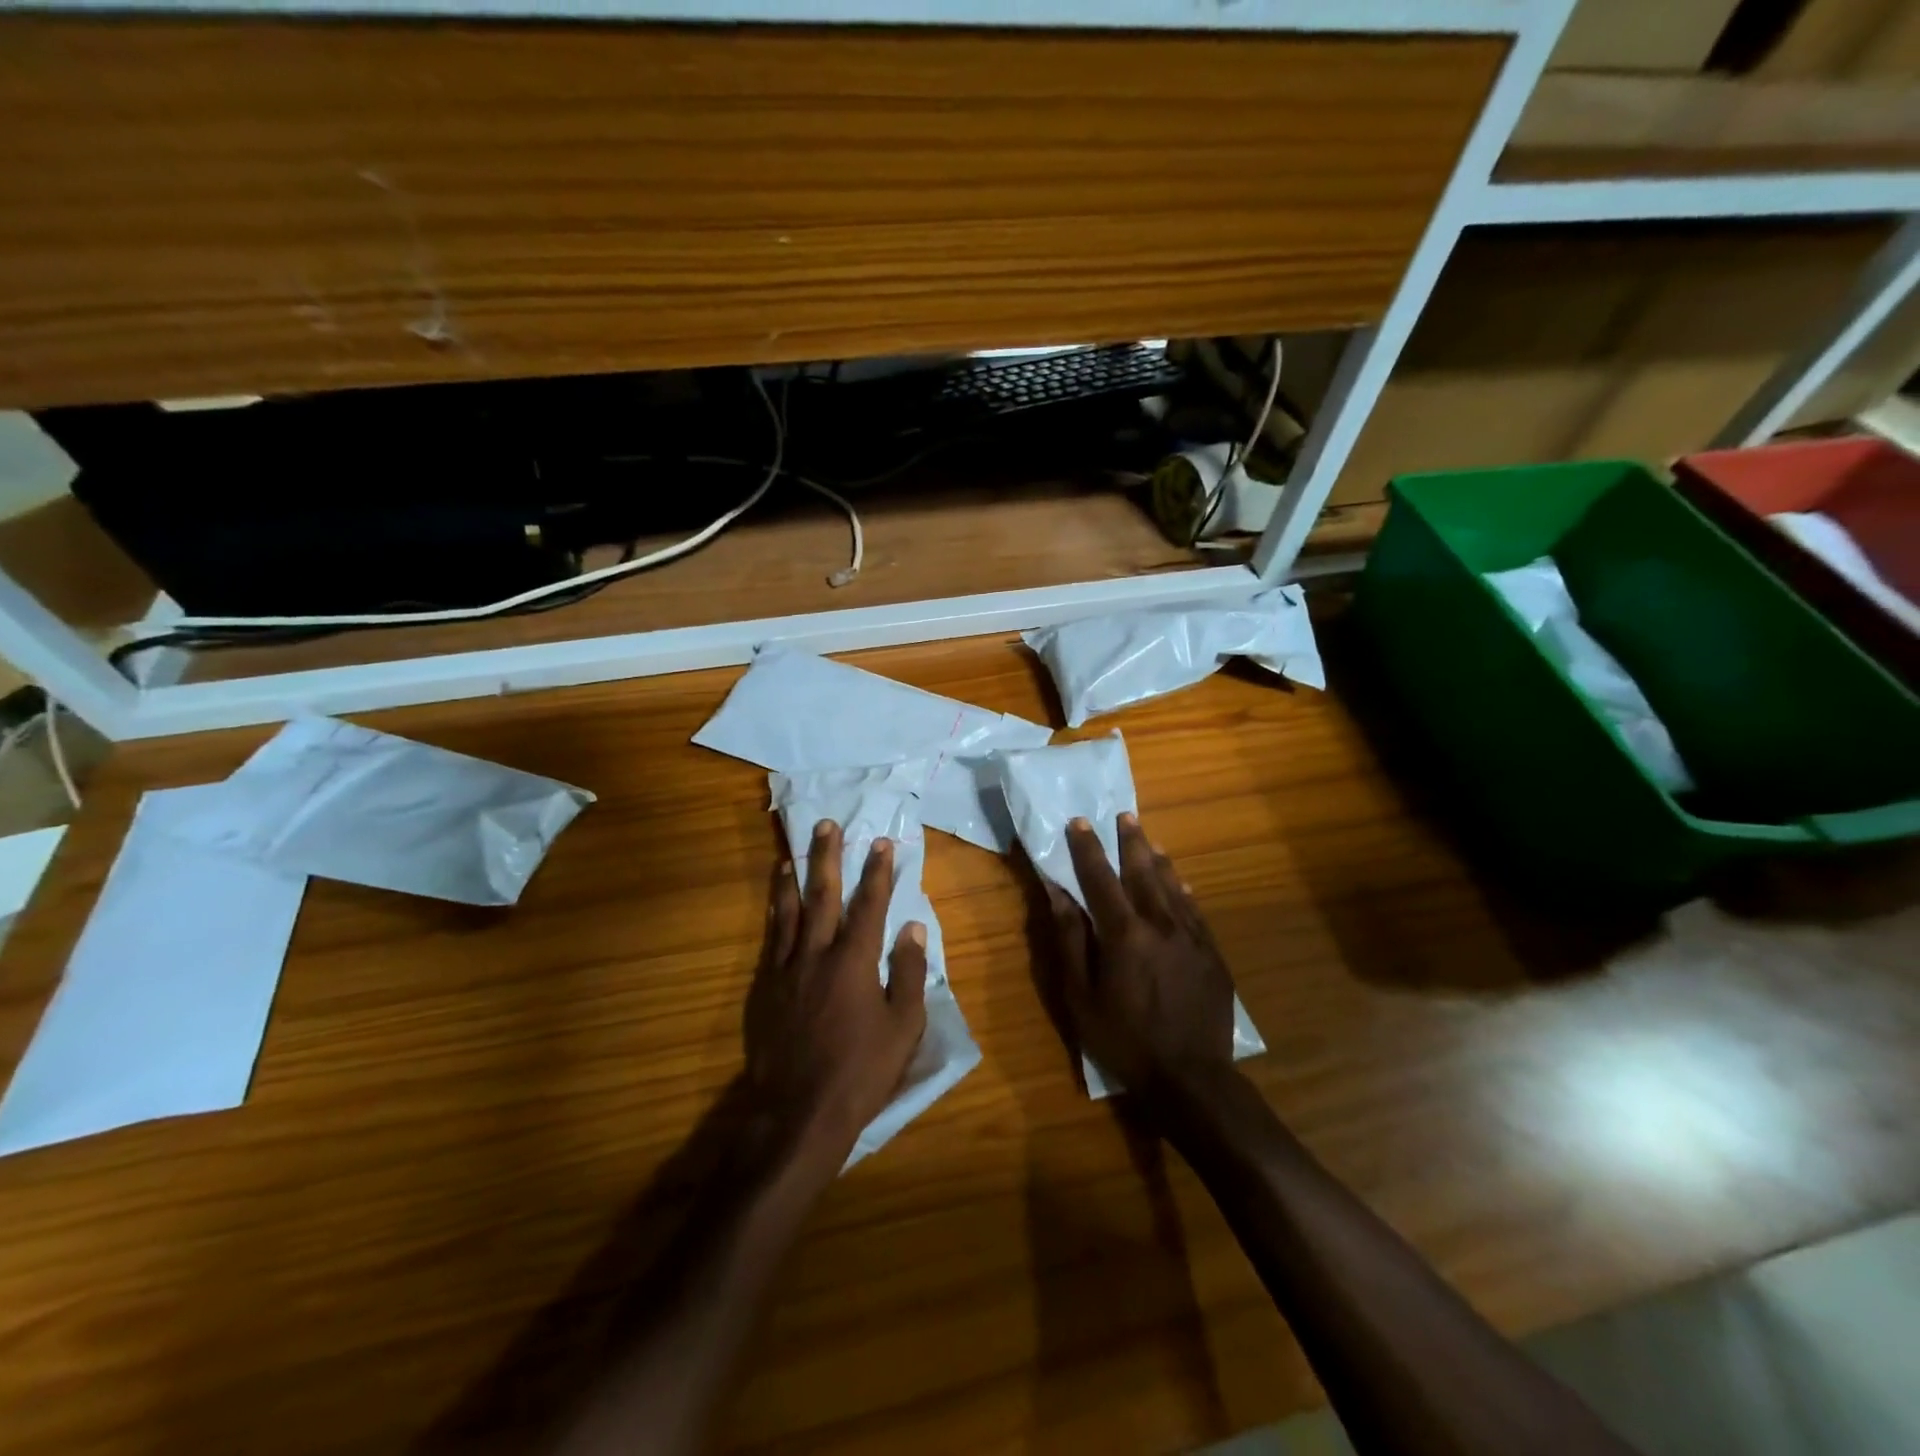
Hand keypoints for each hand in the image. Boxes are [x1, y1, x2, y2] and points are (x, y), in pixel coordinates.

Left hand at [743, 820, 928, 1168]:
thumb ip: (907, 973)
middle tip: (826, 825)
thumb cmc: (861, 1071)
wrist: (798, 1112)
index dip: (877, 872)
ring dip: (793, 878)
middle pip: (822, 895)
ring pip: (788, 912)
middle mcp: (816, 954)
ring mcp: (785, 970)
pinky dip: (774, 913)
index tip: (881, 842)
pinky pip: (770, 939)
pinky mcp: (765, 989)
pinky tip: (775, 904)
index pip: (869, 905)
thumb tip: (912, 928)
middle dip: (827, 857)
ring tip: (792, 853)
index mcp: (854, 961)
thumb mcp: (903, 1027)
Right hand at [1042, 813, 1238, 1101]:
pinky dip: (1184, 890)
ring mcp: (1192, 937)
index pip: (1101, 879)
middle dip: (1130, 842)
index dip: (1088, 848)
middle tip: (1123, 815)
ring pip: (1172, 886)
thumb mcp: (1081, 997)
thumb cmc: (1125, 1041)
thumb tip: (1058, 894)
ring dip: (1157, 859)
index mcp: (1124, 934)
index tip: (1079, 821)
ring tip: (1148, 837)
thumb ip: (1070, 941)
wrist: (1191, 1079)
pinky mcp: (1212, 954)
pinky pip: (1195, 910)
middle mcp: (1160, 924)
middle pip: (1142, 872)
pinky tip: (1180, 880)